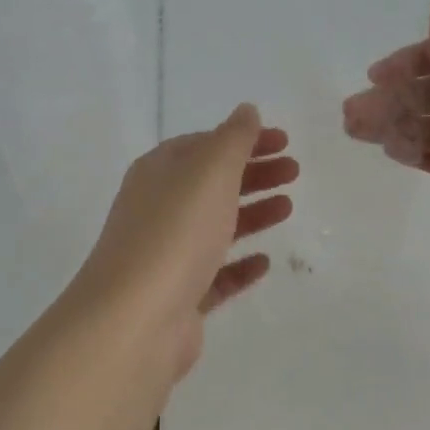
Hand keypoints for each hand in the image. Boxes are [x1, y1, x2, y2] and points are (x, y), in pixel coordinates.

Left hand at [73, 104, 297, 377]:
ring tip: (288, 208)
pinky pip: (214, 274)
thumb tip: (246, 110)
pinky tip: (265, 262)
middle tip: (295, 172)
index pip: (204, 144)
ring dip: (252, 213)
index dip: (244, 139)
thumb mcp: (209, 171)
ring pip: (215, 226)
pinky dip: (239, 265)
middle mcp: (157, 208)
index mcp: (158, 172)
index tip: (284, 141)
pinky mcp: (178, 297)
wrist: (135, 319)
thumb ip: (233, 138)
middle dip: (254, 173)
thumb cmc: (175, 232)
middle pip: (211, 183)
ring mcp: (166, 255)